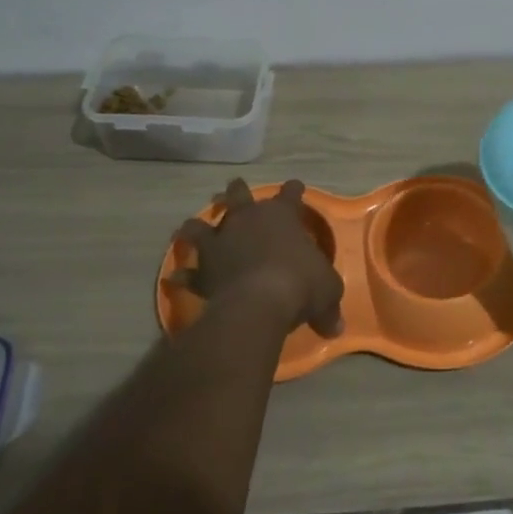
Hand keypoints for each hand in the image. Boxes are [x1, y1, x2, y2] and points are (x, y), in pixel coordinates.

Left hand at [172, 179, 345, 338]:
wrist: (259, 302)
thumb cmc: (300, 284)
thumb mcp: (327, 292)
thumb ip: (329, 305)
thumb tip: (336, 327)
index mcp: (282, 215)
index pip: (290, 194)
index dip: (293, 190)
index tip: (295, 186)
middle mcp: (247, 219)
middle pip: (238, 194)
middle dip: (237, 191)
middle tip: (234, 191)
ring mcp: (220, 241)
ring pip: (201, 225)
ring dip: (197, 227)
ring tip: (193, 229)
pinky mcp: (202, 268)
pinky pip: (187, 272)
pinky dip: (183, 275)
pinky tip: (176, 279)